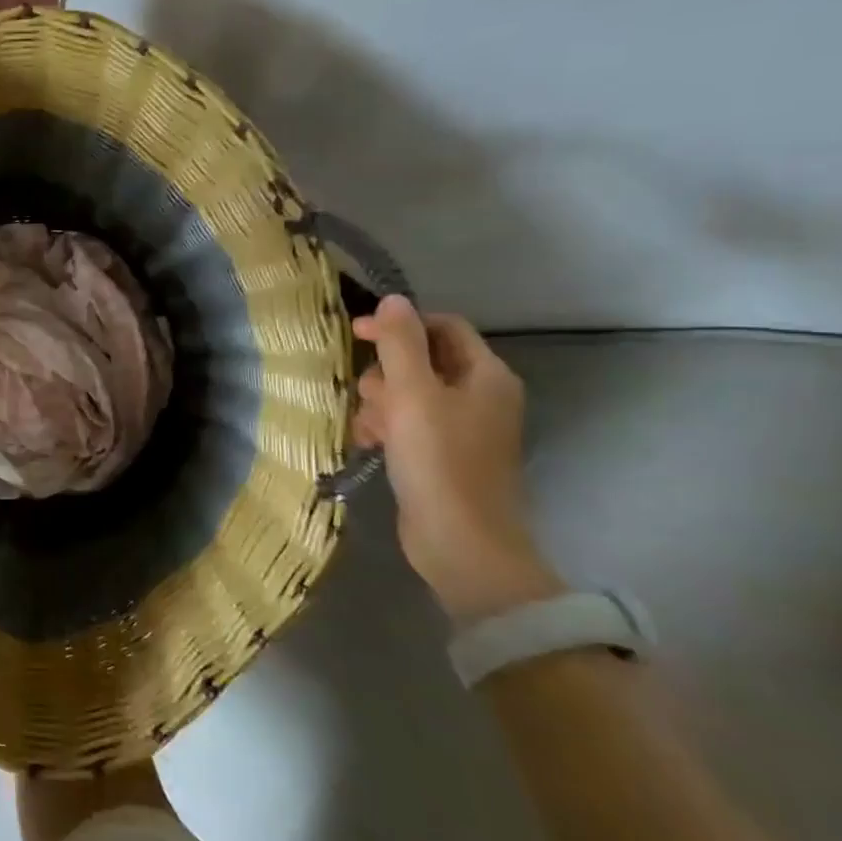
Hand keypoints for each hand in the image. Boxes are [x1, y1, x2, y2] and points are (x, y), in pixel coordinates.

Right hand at [353, 296, 561, 622]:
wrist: (460, 541)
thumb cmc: (439, 460)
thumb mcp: (413, 393)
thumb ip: (400, 343)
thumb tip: (393, 299)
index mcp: (485, 375)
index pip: (442, 327)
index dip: (399, 325)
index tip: (356, 334)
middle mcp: (480, 396)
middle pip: (420, 361)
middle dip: (386, 374)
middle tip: (371, 397)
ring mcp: (462, 428)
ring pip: (407, 394)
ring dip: (379, 404)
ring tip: (369, 428)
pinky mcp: (442, 455)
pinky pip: (406, 424)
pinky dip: (385, 428)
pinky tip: (370, 444)